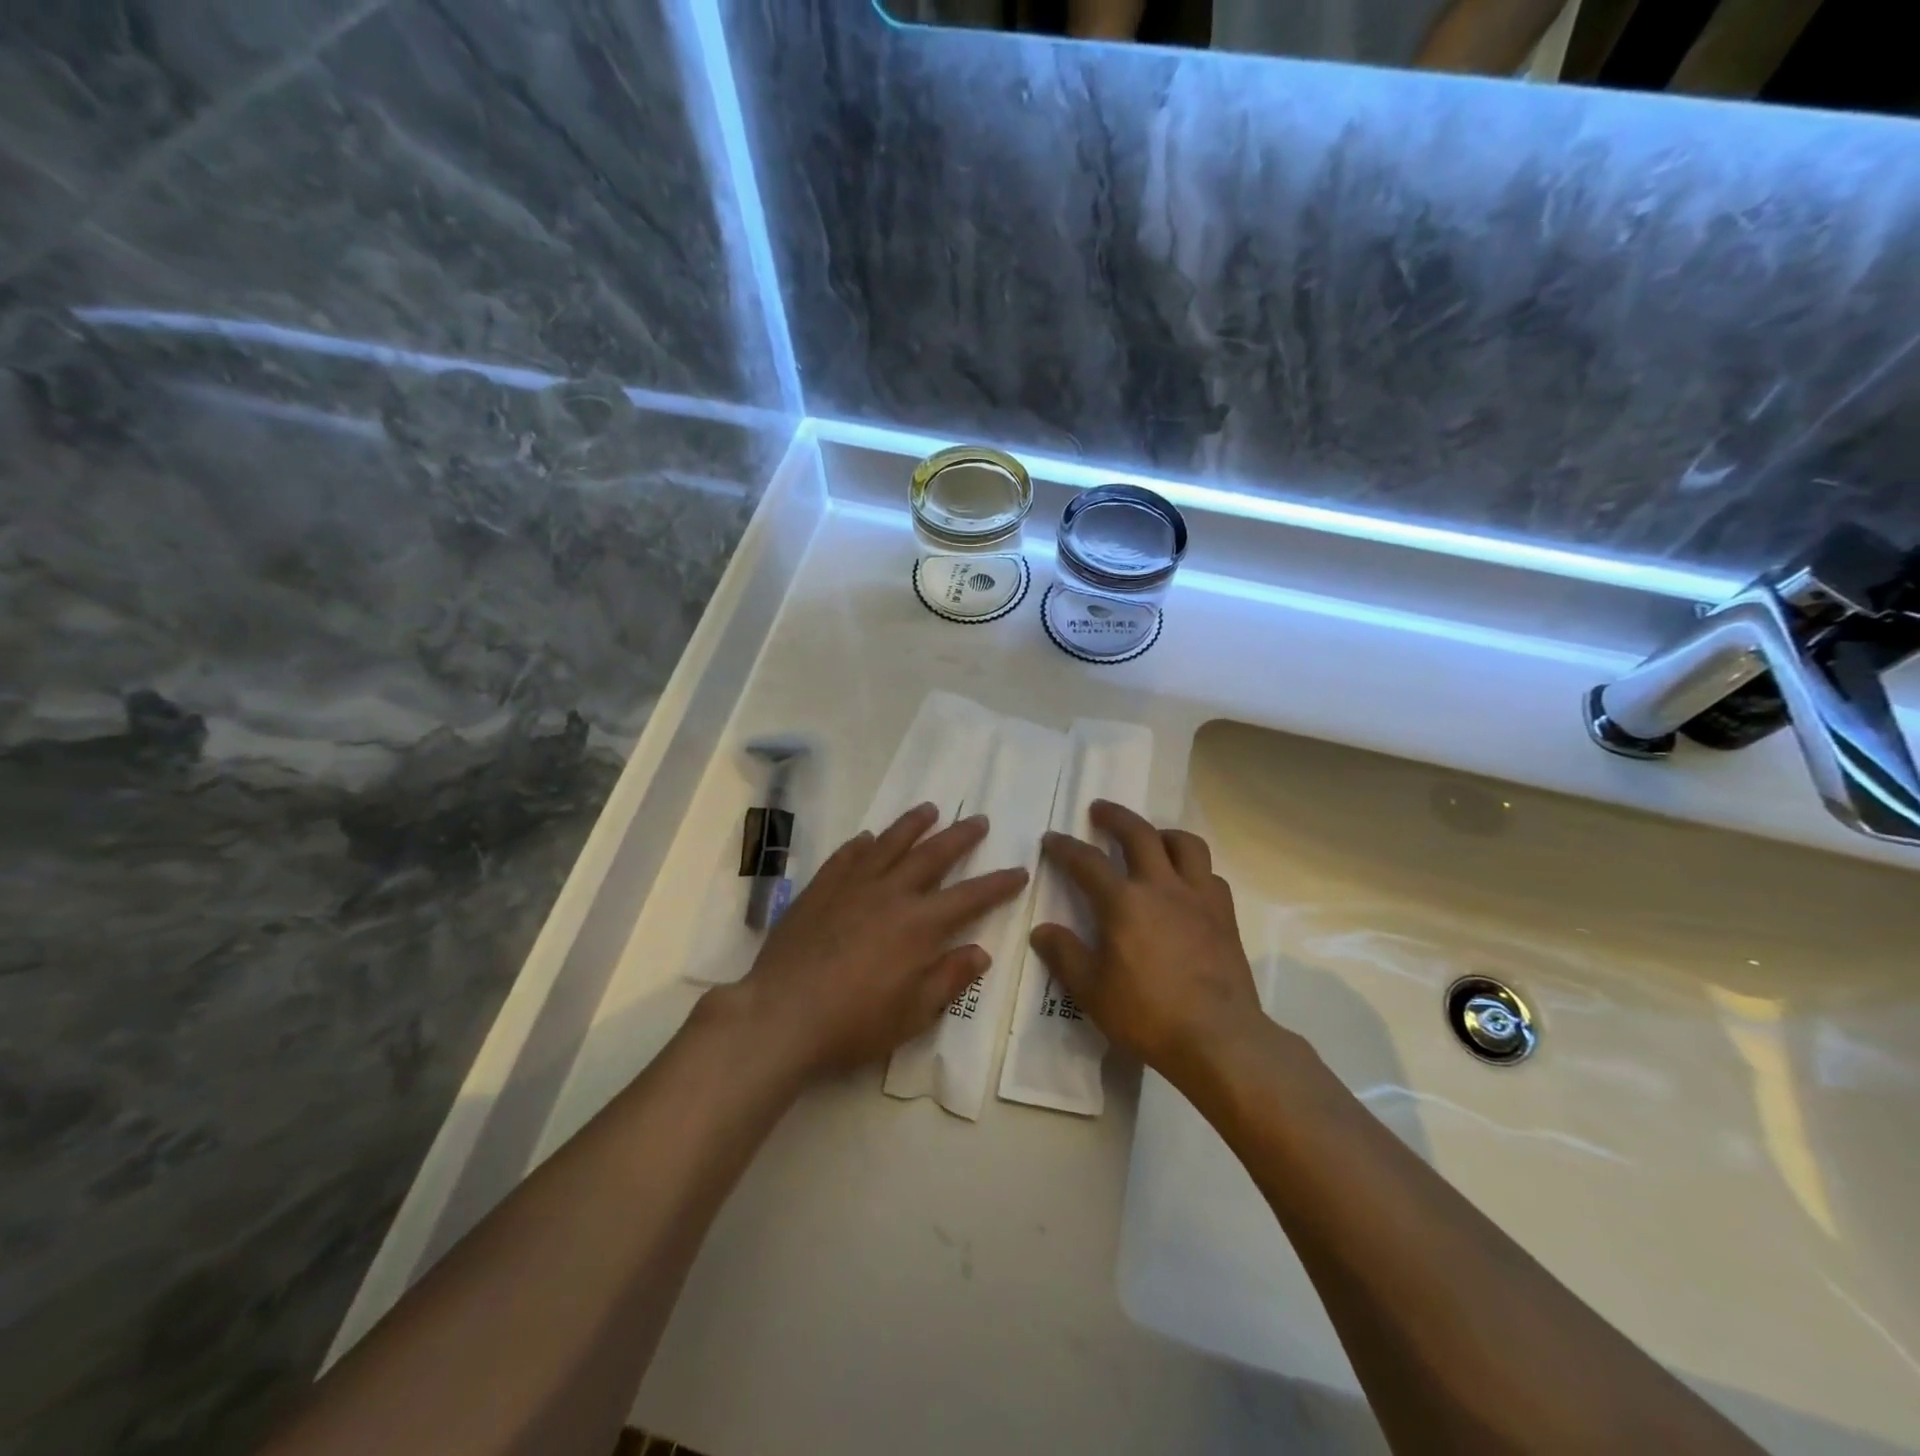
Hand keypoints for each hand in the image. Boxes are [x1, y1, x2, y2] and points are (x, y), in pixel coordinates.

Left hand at [718, 803, 1028, 1078]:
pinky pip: (847, 856)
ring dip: (912, 825)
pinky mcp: (820, 888)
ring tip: (929, 809)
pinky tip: (868, 838)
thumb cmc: (853, 1023)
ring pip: (889, 843)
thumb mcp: (913, 1014)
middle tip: (979, 820)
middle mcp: (891, 893)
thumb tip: (981, 952)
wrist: (781, 1014)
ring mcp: (852, 886)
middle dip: (960, 837)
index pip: (971, 897)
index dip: (998, 884)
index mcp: (920, 925)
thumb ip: (949, 978)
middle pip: (933, 855)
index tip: (1019, 870)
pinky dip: (861, 844)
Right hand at [1029, 801, 1266, 1090]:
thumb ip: (1064, 955)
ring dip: (1163, 833)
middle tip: (1100, 810)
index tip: (1051, 839)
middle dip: (1115, 816)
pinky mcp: (1225, 915)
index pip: (1087, 861)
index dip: (1065, 847)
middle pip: (1139, 833)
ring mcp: (1199, 897)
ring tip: (1151, 838)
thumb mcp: (1091, 991)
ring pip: (1185, 844)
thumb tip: (1042, 930)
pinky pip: (1210, 875)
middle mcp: (1162, 887)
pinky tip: (1186, 883)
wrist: (1219, 1038)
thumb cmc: (1147, 1014)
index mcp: (1124, 902)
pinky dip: (1194, 868)